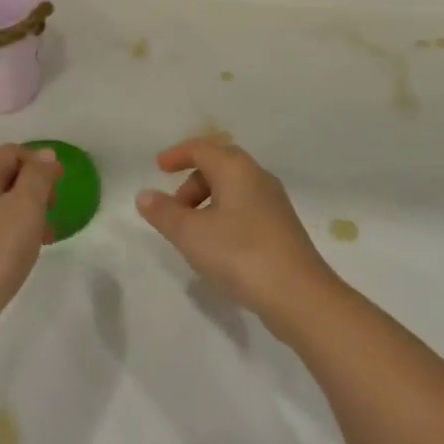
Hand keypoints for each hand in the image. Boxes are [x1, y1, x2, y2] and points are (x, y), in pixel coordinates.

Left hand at [0, 144, 62, 359]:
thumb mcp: (25, 208)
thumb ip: (38, 177)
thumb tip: (46, 154)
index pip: (11, 152)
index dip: (39, 162)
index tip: (60, 186)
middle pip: (3, 177)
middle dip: (33, 189)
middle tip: (53, 212)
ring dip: (24, 215)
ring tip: (44, 239)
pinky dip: (9, 236)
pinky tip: (21, 257)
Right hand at [136, 138, 342, 343]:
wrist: (299, 295)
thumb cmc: (240, 254)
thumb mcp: (191, 234)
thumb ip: (164, 213)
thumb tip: (144, 195)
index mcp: (236, 168)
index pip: (202, 148)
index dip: (177, 155)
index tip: (158, 167)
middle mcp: (258, 177)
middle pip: (218, 166)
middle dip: (192, 183)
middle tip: (174, 210)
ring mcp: (274, 202)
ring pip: (233, 189)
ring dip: (207, 203)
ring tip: (193, 234)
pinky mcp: (282, 227)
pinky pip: (245, 208)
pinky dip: (224, 217)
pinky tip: (218, 248)